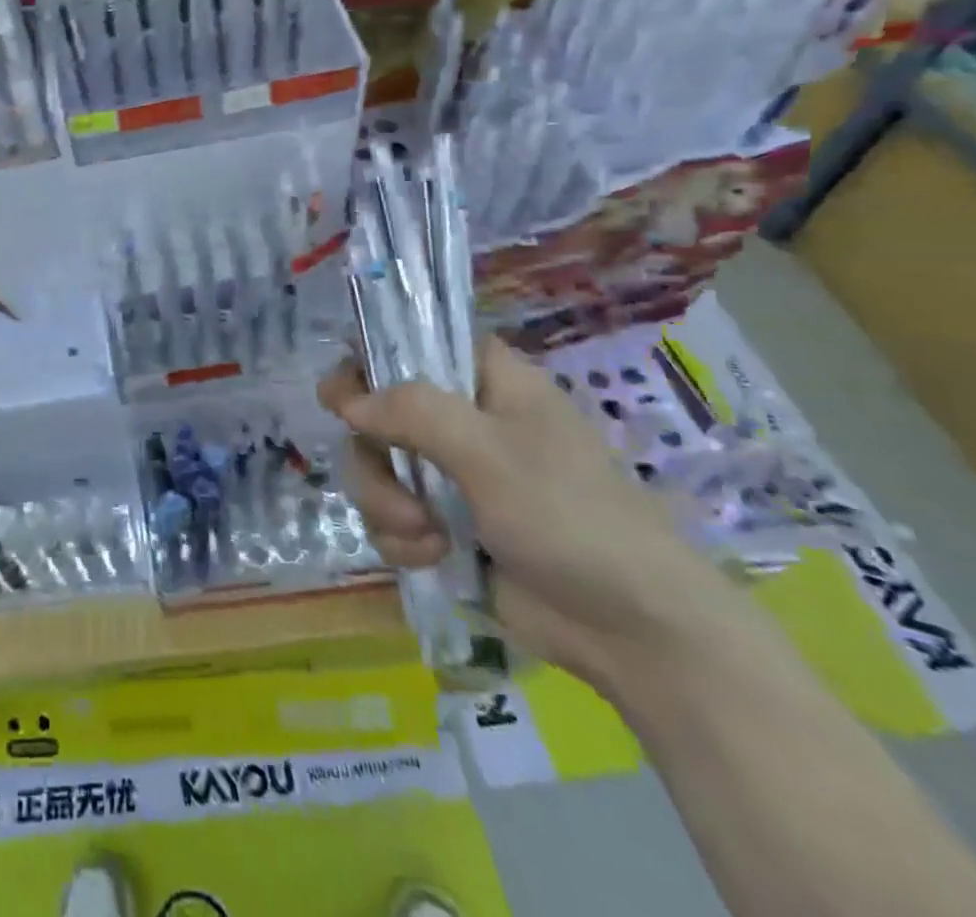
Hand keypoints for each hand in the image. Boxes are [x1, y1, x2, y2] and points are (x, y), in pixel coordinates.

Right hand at [318, 339, 751, 693]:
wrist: (633, 632)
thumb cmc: (571, 519)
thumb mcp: (490, 454)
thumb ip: (413, 413)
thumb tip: (346, 402)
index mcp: (486, 382)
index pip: (412, 342)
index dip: (370, 359)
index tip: (342, 398)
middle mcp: (462, 419)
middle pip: (376, 410)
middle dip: (374, 456)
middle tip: (393, 487)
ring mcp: (450, 473)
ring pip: (374, 465)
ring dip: (385, 503)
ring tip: (424, 536)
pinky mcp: (442, 522)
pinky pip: (388, 513)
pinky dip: (400, 537)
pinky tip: (432, 557)